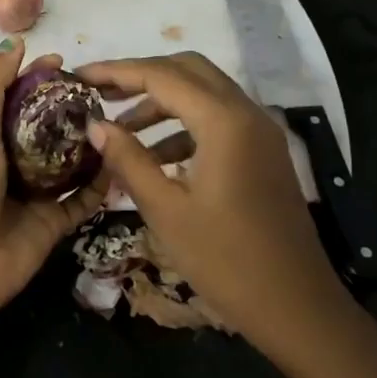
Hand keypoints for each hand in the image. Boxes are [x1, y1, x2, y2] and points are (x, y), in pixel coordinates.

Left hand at [0, 39, 108, 322]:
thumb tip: (15, 43)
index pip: (18, 100)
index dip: (38, 79)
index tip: (68, 63)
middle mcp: (13, 164)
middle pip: (49, 131)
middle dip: (72, 111)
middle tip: (105, 93)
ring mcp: (36, 196)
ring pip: (71, 164)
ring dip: (92, 146)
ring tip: (122, 122)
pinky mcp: (54, 224)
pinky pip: (84, 201)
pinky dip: (102, 186)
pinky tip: (123, 164)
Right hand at [76, 52, 348, 345]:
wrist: (297, 307)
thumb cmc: (226, 260)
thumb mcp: (165, 210)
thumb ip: (128, 159)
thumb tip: (95, 125)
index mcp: (224, 122)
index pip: (161, 75)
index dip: (116, 71)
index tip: (79, 76)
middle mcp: (247, 113)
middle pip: (186, 70)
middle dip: (140, 76)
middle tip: (99, 93)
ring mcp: (260, 132)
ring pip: (203, 93)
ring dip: (161, 101)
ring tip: (119, 130)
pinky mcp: (262, 153)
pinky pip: (217, 120)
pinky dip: (183, 125)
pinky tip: (154, 157)